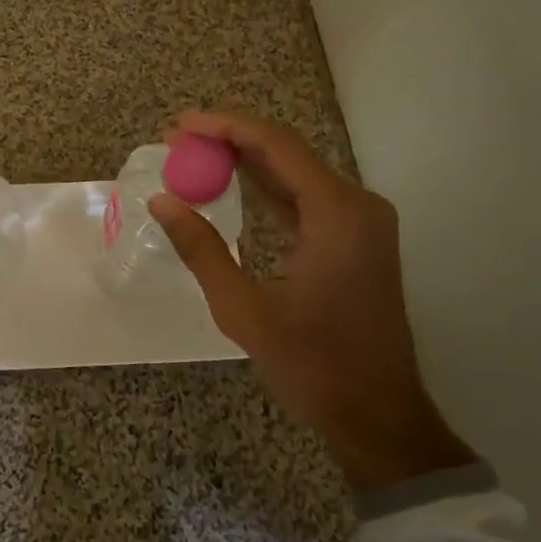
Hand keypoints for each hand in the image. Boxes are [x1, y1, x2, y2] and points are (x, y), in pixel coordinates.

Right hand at [148, 110, 474, 493]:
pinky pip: (305, 198)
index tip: (180, 125)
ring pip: (295, 172)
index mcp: (337, 214)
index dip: (224, 126)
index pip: (275, 145)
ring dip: (246, 161)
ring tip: (193, 155)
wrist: (378, 416)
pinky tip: (231, 184)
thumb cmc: (313, 365)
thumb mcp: (244, 309)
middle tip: (177, 139)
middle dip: (230, 139)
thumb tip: (162, 201)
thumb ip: (201, 249)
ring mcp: (360, 222)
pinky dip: (267, 187)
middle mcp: (357, 205)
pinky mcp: (355, 240)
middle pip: (287, 151)